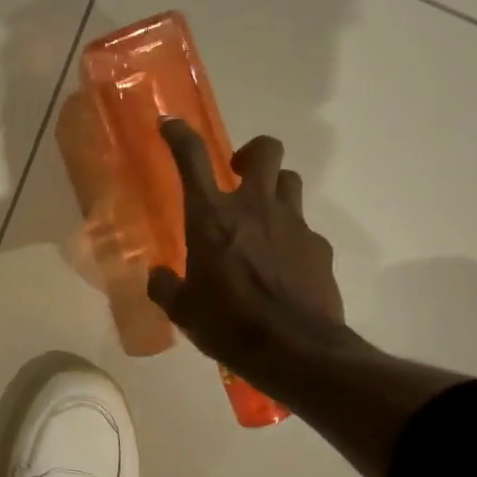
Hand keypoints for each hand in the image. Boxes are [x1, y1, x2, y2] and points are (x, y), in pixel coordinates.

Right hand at [146, 119, 351, 379]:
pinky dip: (291, 238)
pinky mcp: (319, 247)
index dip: (179, 135)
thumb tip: (157, 276)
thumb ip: (165, 286)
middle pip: (265, 150)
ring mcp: (292, 224)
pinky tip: (283, 266)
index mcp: (211, 218)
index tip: (170, 124)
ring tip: (261, 219)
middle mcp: (254, 208)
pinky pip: (304, 229)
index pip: (192, 158)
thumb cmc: (228, 325)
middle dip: (251, 152)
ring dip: (274, 190)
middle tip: (237, 174)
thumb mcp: (182, 310)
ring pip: (290, 182)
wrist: (295, 351)